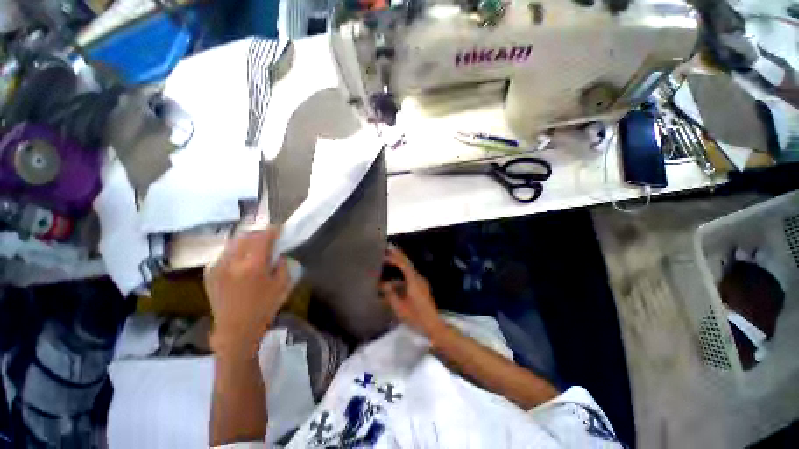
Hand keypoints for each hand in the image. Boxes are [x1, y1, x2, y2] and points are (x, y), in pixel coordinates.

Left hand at [204, 227, 289, 356]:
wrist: (235, 329)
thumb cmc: (263, 308)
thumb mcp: (282, 285)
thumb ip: (282, 265)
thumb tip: (278, 253)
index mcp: (253, 265)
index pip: (262, 237)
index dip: (272, 231)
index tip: (279, 230)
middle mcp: (233, 262)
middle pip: (246, 236)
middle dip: (259, 233)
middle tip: (268, 237)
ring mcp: (218, 266)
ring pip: (233, 242)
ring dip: (246, 240)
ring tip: (255, 245)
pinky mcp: (210, 272)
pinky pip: (224, 253)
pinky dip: (235, 250)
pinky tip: (241, 258)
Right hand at [380, 246, 443, 337]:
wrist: (433, 326)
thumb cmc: (416, 317)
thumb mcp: (400, 308)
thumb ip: (390, 294)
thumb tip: (383, 284)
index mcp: (414, 281)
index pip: (404, 264)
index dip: (395, 257)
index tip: (386, 252)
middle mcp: (419, 279)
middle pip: (407, 264)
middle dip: (398, 256)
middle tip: (388, 249)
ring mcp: (421, 283)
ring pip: (408, 270)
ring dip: (399, 265)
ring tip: (388, 262)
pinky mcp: (421, 288)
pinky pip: (410, 277)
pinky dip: (401, 275)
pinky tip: (394, 282)